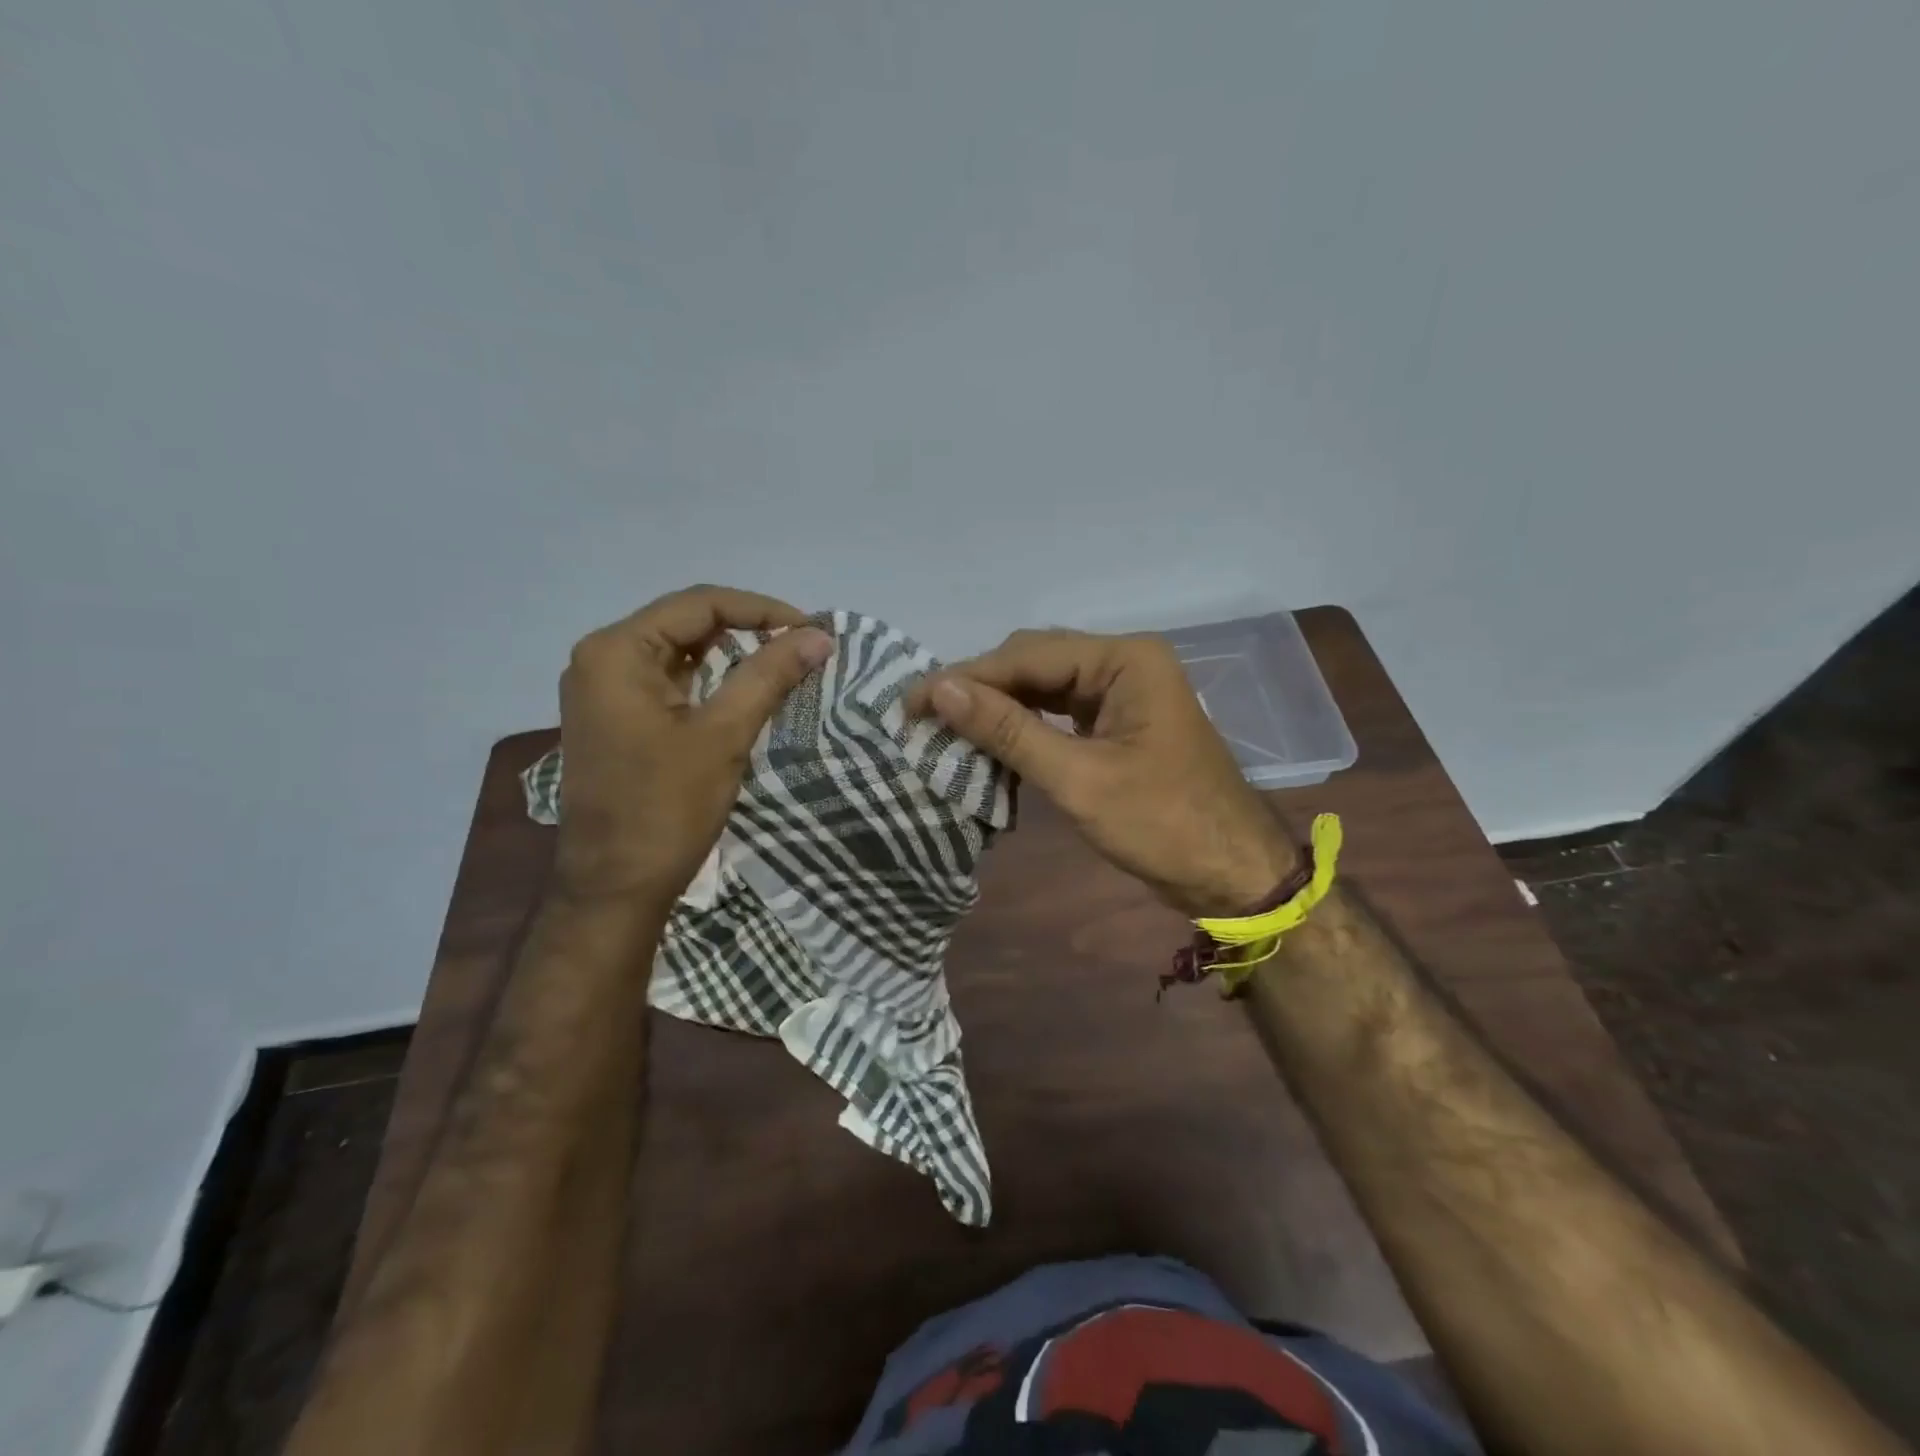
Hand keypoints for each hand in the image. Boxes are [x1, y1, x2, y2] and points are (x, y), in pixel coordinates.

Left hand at [553, 585, 833, 906]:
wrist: (615, 887)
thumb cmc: (666, 808)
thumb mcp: (724, 735)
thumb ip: (769, 675)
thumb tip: (819, 636)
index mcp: (616, 651)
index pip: (699, 604)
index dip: (762, 610)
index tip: (811, 631)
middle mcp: (601, 658)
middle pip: (686, 622)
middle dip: (748, 629)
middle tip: (801, 647)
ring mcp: (603, 690)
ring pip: (679, 652)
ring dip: (731, 654)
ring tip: (783, 663)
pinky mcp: (614, 718)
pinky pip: (668, 681)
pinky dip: (709, 680)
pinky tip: (745, 690)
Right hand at [908, 629, 1297, 917]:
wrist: (1232, 874)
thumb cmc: (1163, 825)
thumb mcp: (1079, 779)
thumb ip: (1009, 731)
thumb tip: (939, 691)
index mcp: (1124, 659)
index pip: (1027, 655)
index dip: (966, 677)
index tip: (911, 702)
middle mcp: (1123, 662)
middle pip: (1034, 663)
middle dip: (980, 689)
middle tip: (923, 717)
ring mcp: (1123, 691)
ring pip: (1044, 688)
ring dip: (999, 708)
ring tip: (947, 729)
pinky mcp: (1119, 722)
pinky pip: (1060, 713)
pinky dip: (1025, 728)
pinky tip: (992, 743)